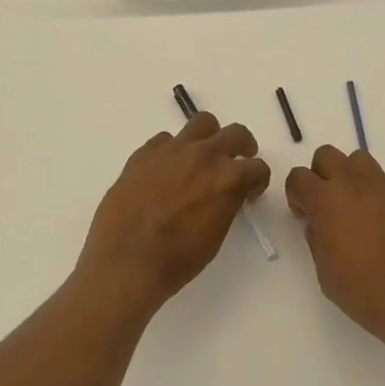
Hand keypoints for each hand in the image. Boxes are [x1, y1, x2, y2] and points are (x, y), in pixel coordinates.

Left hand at [80, 112, 269, 314]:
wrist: (126, 262)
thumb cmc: (177, 259)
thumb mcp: (215, 235)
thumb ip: (226, 203)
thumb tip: (226, 194)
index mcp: (228, 179)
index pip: (258, 168)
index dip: (257, 180)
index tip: (251, 190)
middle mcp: (205, 155)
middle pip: (236, 133)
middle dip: (242, 147)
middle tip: (236, 161)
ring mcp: (173, 149)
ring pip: (202, 123)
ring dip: (209, 138)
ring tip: (201, 156)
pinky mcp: (145, 152)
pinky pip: (165, 140)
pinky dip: (172, 151)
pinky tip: (164, 171)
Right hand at [285, 146, 384, 353]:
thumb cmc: (365, 291)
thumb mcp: (325, 271)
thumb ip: (317, 238)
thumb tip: (319, 224)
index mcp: (327, 201)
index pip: (298, 176)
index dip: (297, 194)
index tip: (304, 214)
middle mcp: (354, 184)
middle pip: (327, 155)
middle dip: (322, 175)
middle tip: (328, 205)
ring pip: (359, 160)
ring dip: (351, 177)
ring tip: (357, 207)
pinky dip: (379, 197)